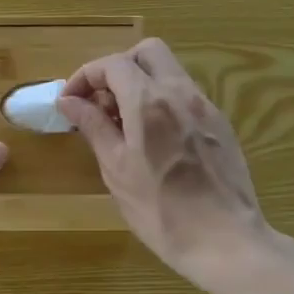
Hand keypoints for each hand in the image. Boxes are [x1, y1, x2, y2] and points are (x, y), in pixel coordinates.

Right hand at [57, 39, 271, 293]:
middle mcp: (181, 93)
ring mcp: (205, 107)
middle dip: (117, 68)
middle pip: (147, 52)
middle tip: (100, 103)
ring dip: (140, 84)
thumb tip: (69, 101)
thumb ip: (93, 127)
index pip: (112, 64)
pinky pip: (185, 96)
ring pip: (169, 72)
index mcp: (149, 102)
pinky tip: (153, 140)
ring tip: (122, 125)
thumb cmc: (160, 210)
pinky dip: (162, 102)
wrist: (225, 241)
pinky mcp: (220, 125)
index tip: (70, 102)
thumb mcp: (116, 169)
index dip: (85, 77)